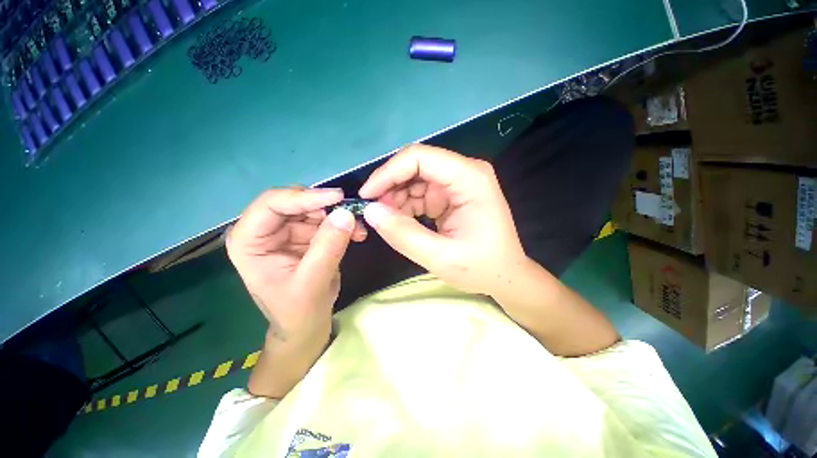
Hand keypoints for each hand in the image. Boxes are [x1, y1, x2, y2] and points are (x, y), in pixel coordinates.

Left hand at [226, 188, 366, 345]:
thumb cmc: (299, 311)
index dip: (305, 197)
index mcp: (249, 241)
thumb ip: (327, 248)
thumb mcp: (312, 283)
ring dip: (338, 215)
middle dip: (325, 206)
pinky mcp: (305, 235)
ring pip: (314, 208)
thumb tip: (346, 214)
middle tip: (351, 212)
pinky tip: (357, 234)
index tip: (337, 197)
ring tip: (358, 229)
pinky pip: (326, 220)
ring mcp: (286, 231)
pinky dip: (343, 224)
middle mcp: (264, 230)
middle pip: (295, 202)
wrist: (306, 324)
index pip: (271, 204)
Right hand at [359, 144, 526, 296]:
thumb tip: (370, 212)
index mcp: (470, 178)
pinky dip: (405, 206)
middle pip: (415, 166)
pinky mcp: (450, 195)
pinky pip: (420, 193)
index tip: (367, 196)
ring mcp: (457, 183)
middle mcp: (464, 172)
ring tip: (389, 222)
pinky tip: (401, 222)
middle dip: (390, 187)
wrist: (505, 276)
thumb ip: (404, 235)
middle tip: (375, 213)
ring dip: (396, 198)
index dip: (388, 173)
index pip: (419, 158)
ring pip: (414, 179)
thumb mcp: (441, 258)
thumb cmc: (482, 267)